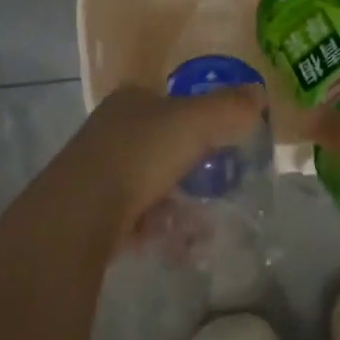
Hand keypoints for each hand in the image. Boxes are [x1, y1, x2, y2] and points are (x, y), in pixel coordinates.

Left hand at [57, 82, 265, 239]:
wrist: (80, 214)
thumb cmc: (140, 154)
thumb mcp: (195, 122)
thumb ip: (230, 107)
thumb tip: (260, 93)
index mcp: (131, 100)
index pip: (170, 100)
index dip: (198, 116)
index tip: (225, 140)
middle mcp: (112, 130)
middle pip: (163, 144)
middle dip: (193, 169)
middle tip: (220, 188)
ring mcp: (100, 172)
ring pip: (153, 185)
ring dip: (181, 206)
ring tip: (205, 228)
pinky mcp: (94, 213)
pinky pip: (140, 219)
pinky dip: (163, 230)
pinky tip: (180, 246)